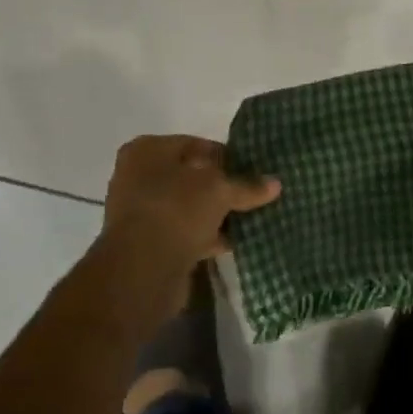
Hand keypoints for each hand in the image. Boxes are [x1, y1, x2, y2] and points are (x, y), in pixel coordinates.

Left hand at [101, 135, 280, 273]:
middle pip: (190, 177)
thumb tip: (276, 183)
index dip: (226, 156)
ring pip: (186, 207)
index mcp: (148, 150)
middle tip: (252, 195)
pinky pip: (183, 232)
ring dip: (213, 214)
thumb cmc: (177, 209)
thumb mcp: (220, 190)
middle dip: (221, 187)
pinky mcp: (146, 244)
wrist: (142, 268)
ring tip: (248, 220)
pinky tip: (233, 243)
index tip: (252, 170)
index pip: (196, 145)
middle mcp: (137, 176)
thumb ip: (247, 185)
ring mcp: (139, 212)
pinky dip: (205, 236)